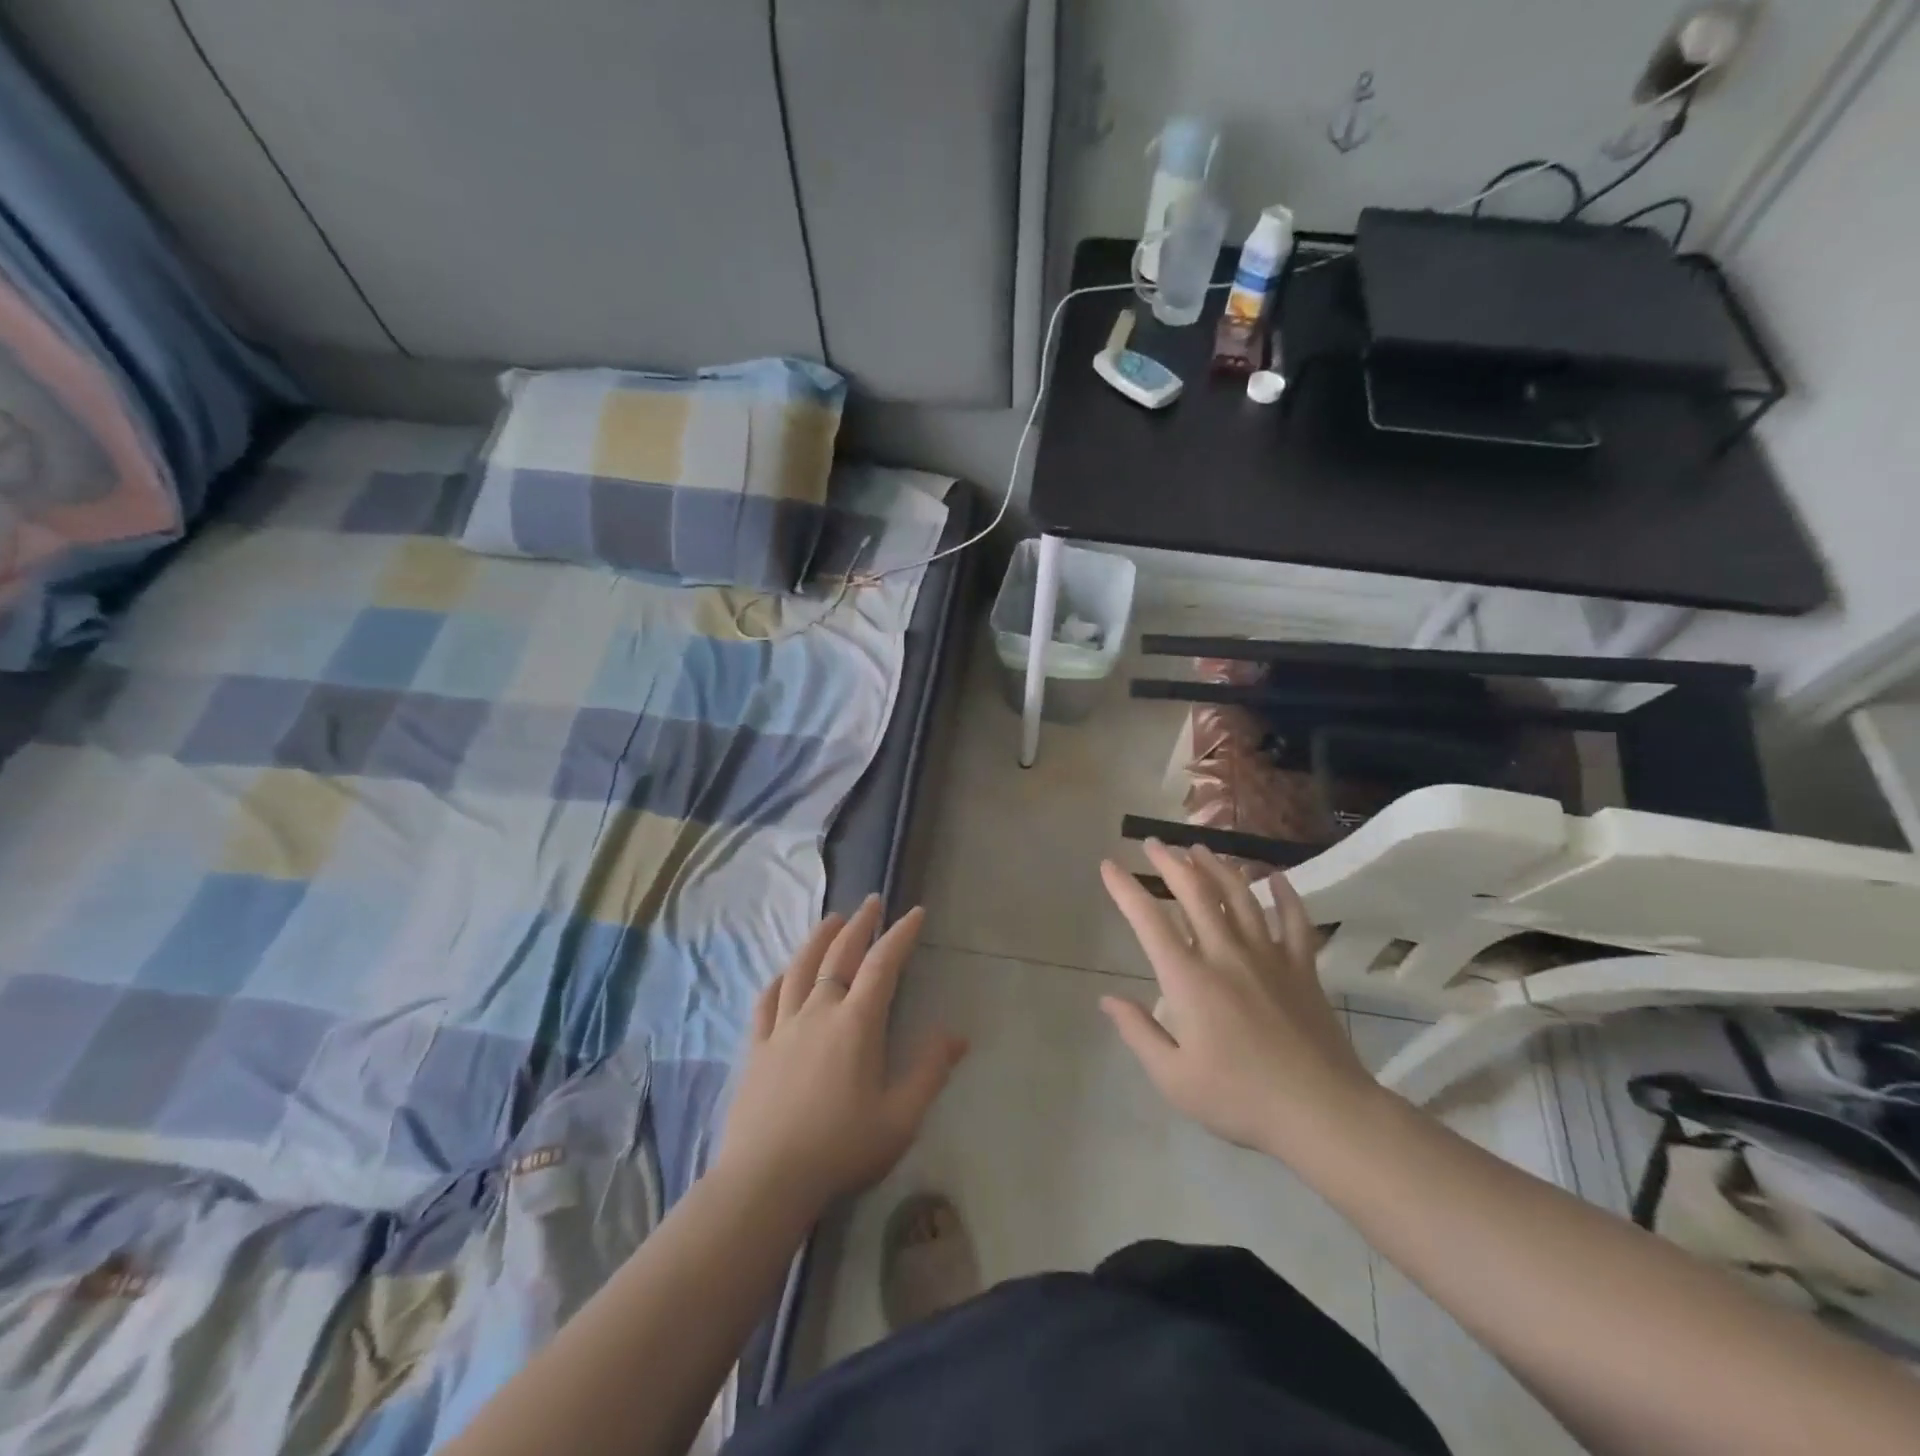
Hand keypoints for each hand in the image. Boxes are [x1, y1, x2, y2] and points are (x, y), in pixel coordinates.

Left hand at [715, 897, 966, 1214]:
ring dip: (819, 939)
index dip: (900, 935)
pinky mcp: (757, 1047)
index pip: (883, 964)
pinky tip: (783, 973)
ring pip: (801, 968)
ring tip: (832, 919)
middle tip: (871, 902)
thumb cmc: (841, 1148)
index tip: (914, 913)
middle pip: (839, 955)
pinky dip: (779, 979)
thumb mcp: (900, 1118)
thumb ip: (929, 1071)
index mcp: (857, 1023)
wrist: (766, 1180)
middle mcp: (819, 1011)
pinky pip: (767, 1000)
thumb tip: (957, 1034)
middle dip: (860, 925)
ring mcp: (783, 1027)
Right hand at [1099, 842, 1380, 1161]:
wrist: (1322, 1112)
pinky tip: (1275, 877)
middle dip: (1170, 861)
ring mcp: (1269, 956)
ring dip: (1217, 866)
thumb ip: (1138, 1032)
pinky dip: (1285, 894)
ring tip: (1199, 848)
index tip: (1109, 865)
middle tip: (1154, 842)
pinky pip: (1294, 920)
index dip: (1125, 888)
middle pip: (1196, 892)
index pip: (1149, 920)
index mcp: (1189, 978)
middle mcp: (1226, 954)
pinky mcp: (1303, 967)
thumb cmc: (1240, 1098)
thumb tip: (1107, 998)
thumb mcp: (1173, 1078)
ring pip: (1240, 896)